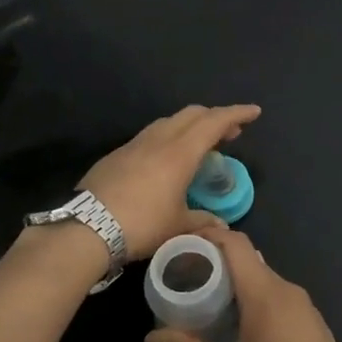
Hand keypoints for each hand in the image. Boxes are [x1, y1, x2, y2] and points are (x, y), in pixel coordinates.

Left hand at [79, 104, 260, 258]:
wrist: (86, 228)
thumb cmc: (141, 225)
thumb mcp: (177, 227)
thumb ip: (202, 221)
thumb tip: (220, 225)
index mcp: (180, 153)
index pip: (214, 122)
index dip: (236, 114)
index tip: (254, 112)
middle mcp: (158, 140)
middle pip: (192, 114)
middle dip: (214, 118)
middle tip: (230, 133)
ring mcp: (134, 145)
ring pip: (168, 122)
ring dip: (190, 126)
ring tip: (200, 144)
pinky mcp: (116, 155)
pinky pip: (150, 136)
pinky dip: (168, 138)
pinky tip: (167, 159)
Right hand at [145, 225, 341, 341]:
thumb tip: (150, 339)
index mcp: (265, 292)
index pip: (236, 244)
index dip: (209, 236)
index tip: (183, 244)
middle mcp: (287, 289)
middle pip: (249, 260)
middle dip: (218, 263)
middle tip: (188, 278)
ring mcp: (305, 305)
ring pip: (265, 280)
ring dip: (238, 283)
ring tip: (210, 301)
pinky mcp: (314, 322)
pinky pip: (280, 297)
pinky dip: (258, 299)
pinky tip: (243, 323)